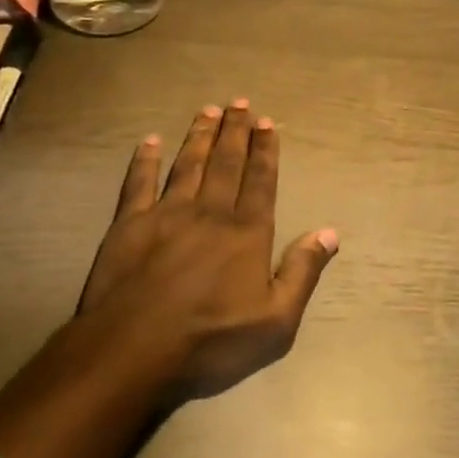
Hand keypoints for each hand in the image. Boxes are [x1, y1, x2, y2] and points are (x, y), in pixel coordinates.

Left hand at [79, 100, 338, 401]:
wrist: (132, 355)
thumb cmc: (211, 343)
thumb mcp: (276, 321)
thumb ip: (303, 272)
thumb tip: (330, 233)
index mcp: (247, 233)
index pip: (260, 181)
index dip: (265, 150)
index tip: (267, 122)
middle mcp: (210, 213)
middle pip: (226, 163)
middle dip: (235, 131)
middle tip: (239, 103)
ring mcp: (166, 215)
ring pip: (187, 165)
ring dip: (199, 136)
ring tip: (207, 110)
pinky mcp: (128, 226)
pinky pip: (138, 184)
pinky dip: (144, 161)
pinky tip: (149, 141)